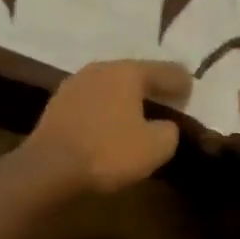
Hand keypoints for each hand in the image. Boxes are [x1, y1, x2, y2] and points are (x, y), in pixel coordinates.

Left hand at [27, 59, 192, 193]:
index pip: (163, 71)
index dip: (180, 81)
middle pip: (133, 74)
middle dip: (151, 85)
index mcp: (127, 72)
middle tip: (167, 97)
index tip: (191, 88)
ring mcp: (74, 84)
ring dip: (125, 97)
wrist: (48, 169)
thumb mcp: (155, 147)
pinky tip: (109, 122)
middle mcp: (100, 69)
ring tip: (138, 111)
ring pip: (109, 86)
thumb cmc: (108, 152)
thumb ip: (168, 132)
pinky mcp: (57, 105)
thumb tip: (165, 126)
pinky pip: (92, 102)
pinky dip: (105, 109)